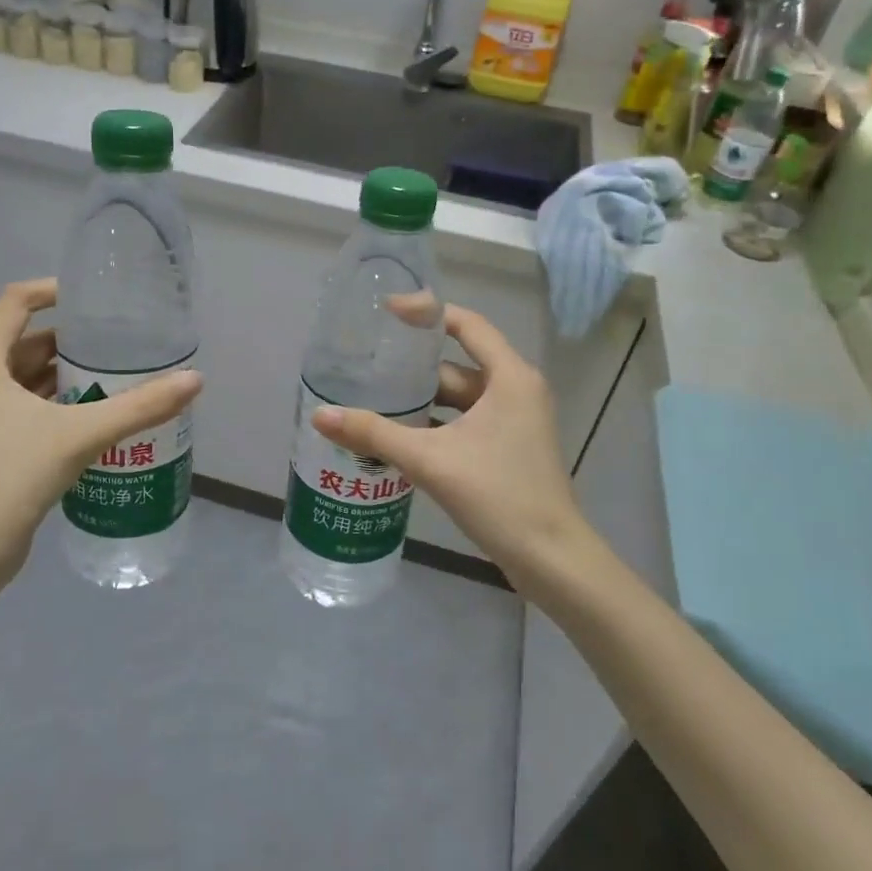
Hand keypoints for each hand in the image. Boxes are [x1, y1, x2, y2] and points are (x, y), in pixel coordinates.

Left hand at [0, 280, 201, 589]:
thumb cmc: (17, 475)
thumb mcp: (84, 434)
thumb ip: (140, 406)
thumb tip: (194, 380)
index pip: (14, 303)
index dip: (51, 290)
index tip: (91, 299)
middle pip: (23, 340)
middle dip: (68, 337)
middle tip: (114, 340)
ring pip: (25, 375)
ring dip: (64, 371)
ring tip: (111, 372)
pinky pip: (26, 404)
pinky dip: (56, 399)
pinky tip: (92, 412)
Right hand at [312, 306, 586, 584]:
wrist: (550, 559)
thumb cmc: (499, 495)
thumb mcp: (431, 460)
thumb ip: (375, 434)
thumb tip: (321, 415)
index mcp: (510, 377)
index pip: (466, 324)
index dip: (426, 312)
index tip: (386, 311)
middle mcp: (517, 390)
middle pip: (457, 364)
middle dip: (413, 365)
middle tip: (367, 361)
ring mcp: (515, 421)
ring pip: (460, 397)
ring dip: (421, 399)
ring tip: (373, 397)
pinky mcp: (508, 447)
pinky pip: (465, 422)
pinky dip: (435, 423)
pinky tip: (398, 434)